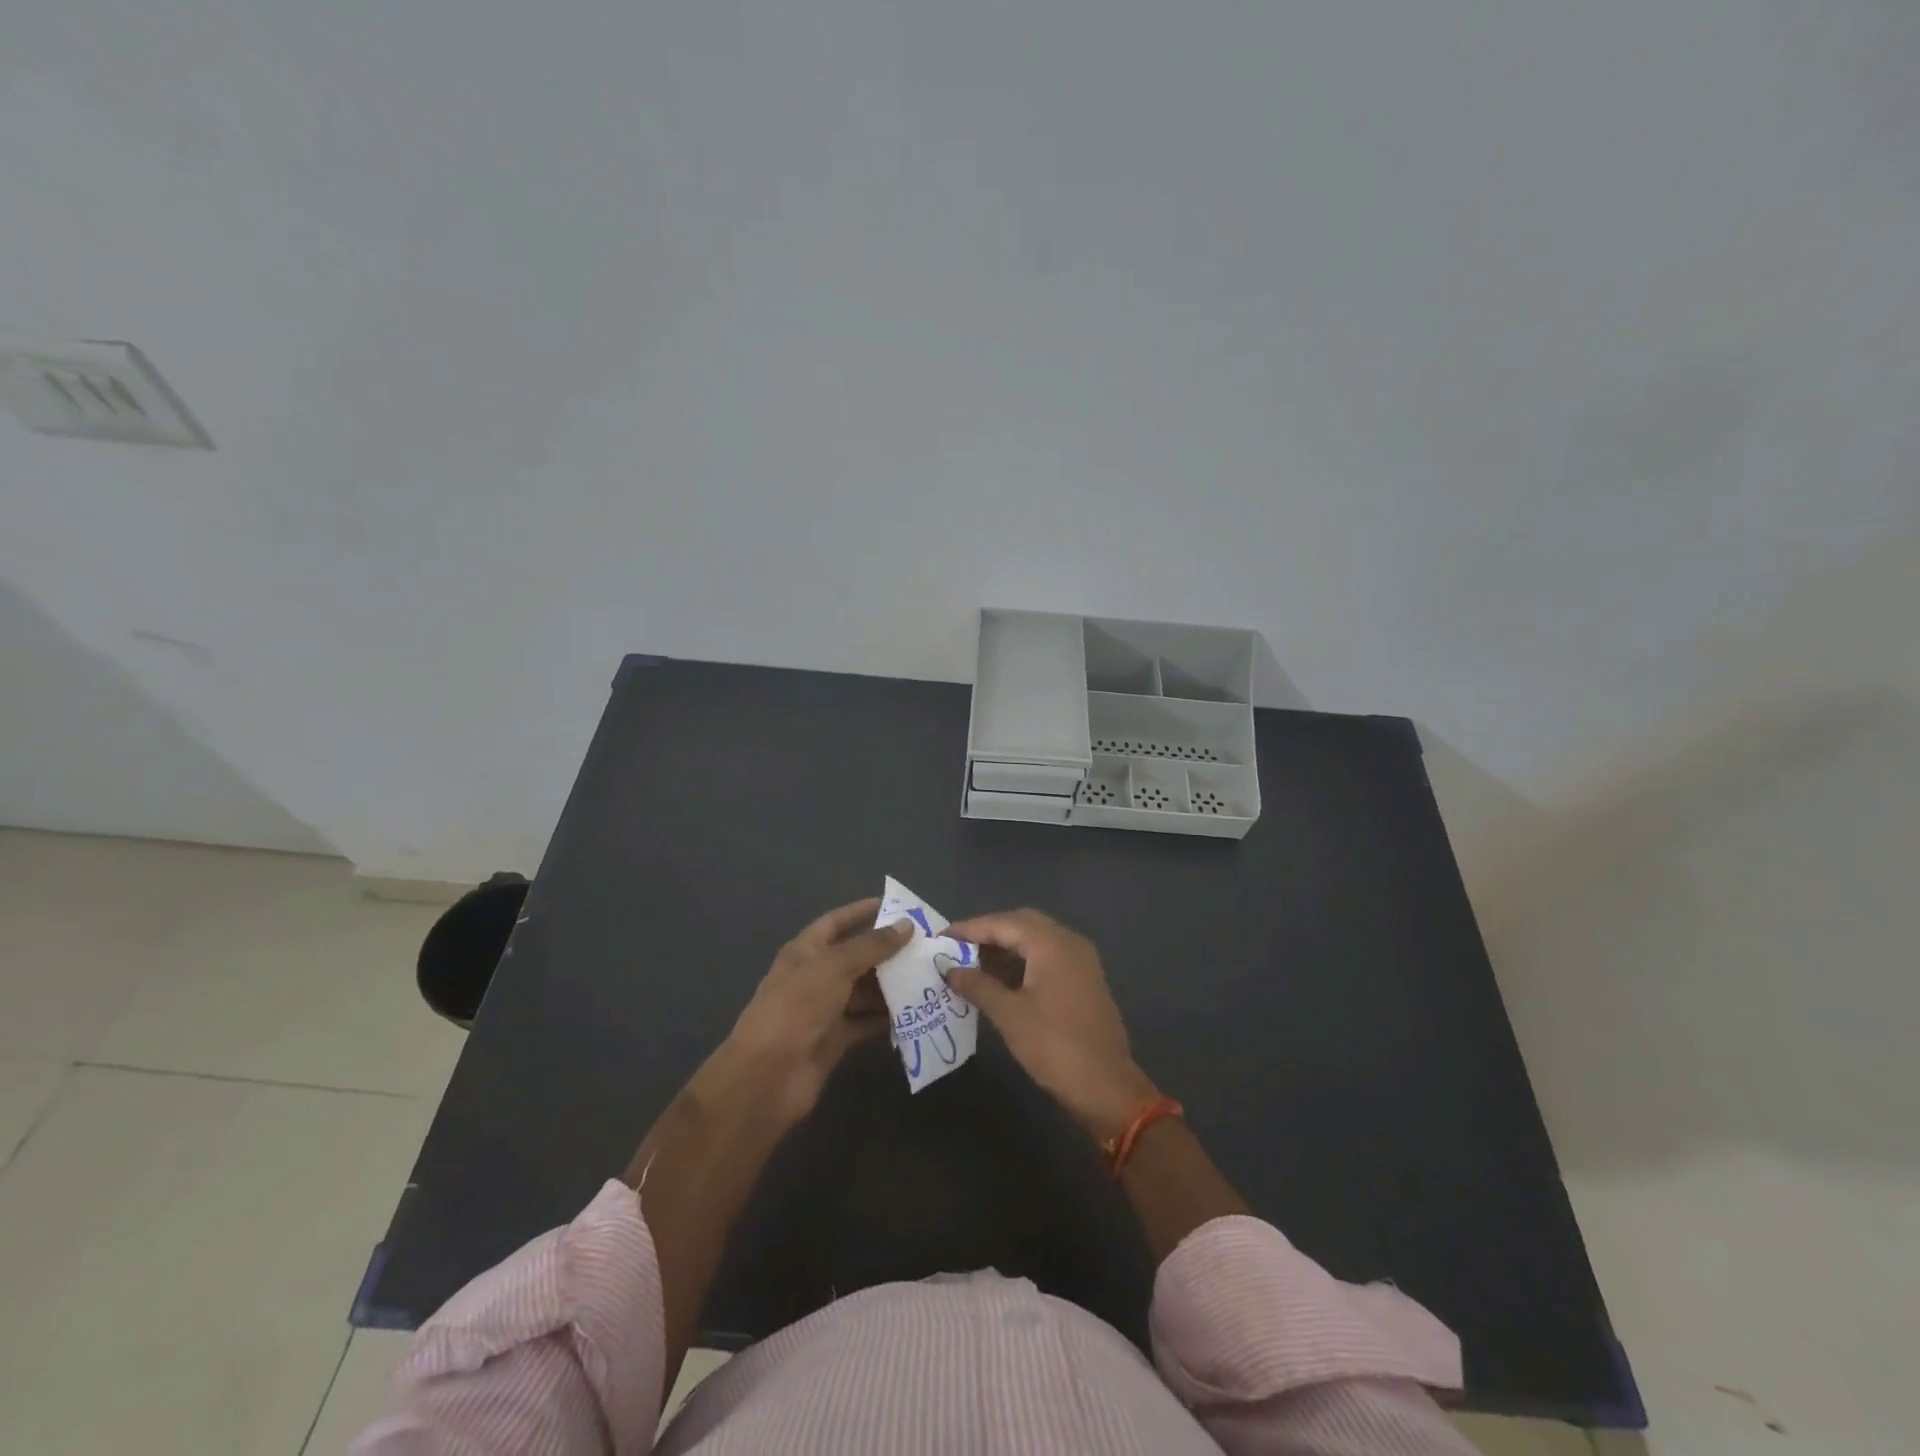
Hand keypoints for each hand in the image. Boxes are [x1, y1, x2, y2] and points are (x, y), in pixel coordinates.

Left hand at [722, 899, 910, 1125]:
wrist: (768, 1075)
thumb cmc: (797, 1007)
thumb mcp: (835, 967)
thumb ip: (872, 946)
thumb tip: (906, 925)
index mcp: (805, 951)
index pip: (836, 922)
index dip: (862, 912)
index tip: (897, 906)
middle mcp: (815, 977)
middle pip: (855, 957)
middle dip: (887, 952)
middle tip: (926, 946)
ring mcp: (824, 1010)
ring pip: (864, 991)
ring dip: (891, 985)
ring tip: (928, 977)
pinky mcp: (835, 1040)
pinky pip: (865, 1022)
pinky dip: (886, 1017)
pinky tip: (916, 1011)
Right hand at [943, 908, 1160, 1142]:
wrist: (1107, 1088)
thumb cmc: (1055, 1047)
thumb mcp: (1009, 1015)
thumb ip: (978, 986)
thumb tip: (950, 970)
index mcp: (1052, 944)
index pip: (1004, 923)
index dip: (970, 928)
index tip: (942, 936)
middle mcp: (1069, 942)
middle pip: (1021, 924)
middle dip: (988, 934)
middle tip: (957, 949)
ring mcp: (1080, 961)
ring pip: (1035, 940)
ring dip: (1005, 949)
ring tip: (972, 966)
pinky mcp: (1083, 980)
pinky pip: (1047, 958)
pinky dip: (1022, 962)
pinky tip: (999, 981)